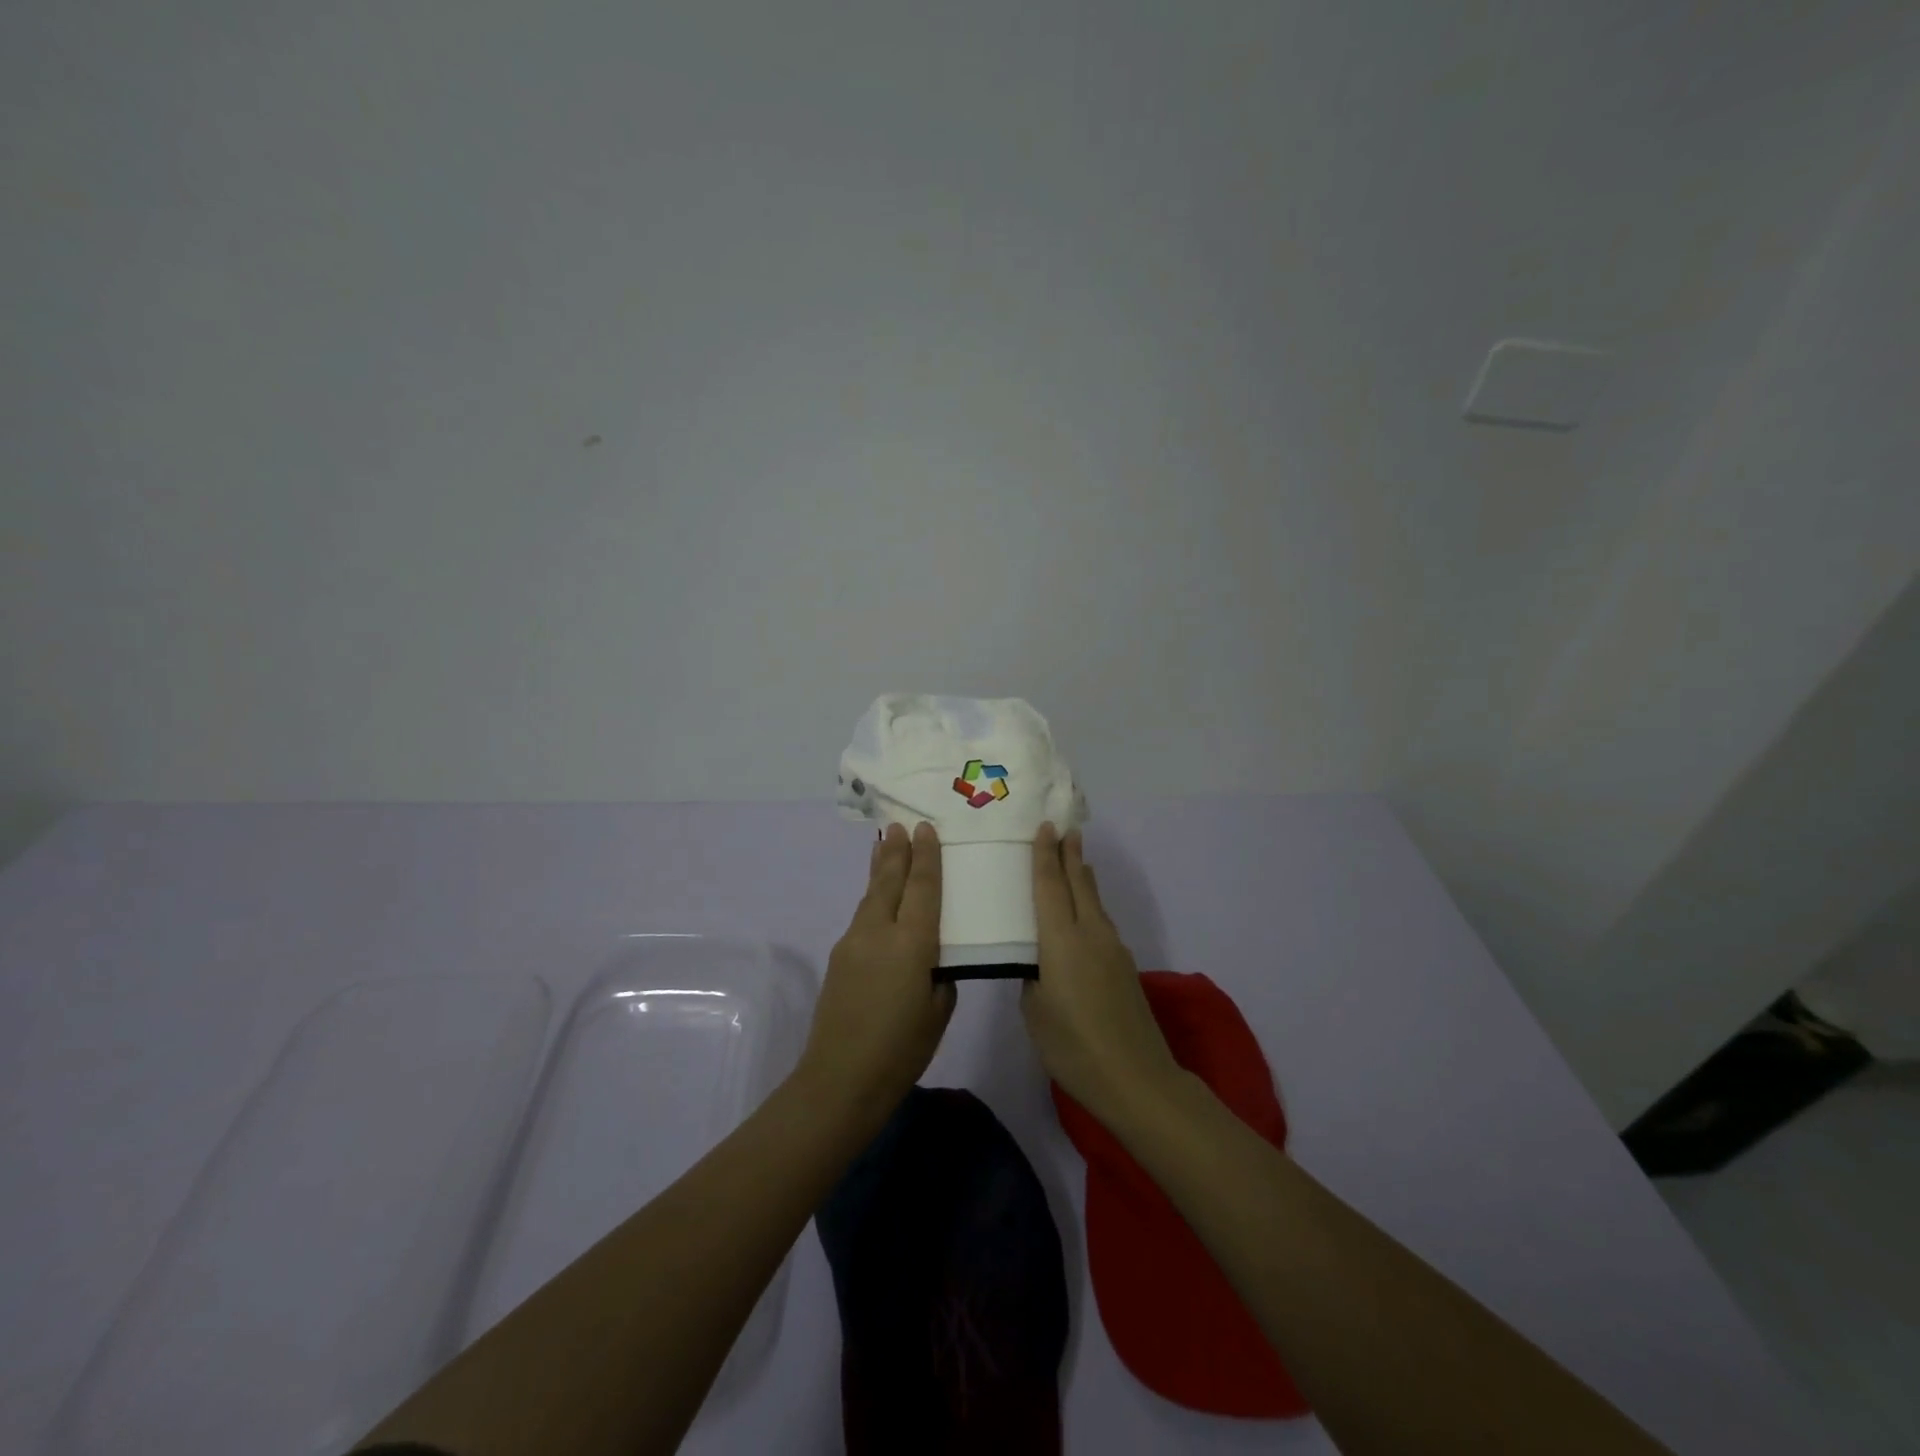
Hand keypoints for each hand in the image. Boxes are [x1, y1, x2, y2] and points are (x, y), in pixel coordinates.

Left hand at [796, 822, 954, 1123]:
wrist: (839, 1079)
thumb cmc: (901, 1050)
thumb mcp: (939, 1011)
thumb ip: (940, 974)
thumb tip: (933, 956)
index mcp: (912, 944)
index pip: (922, 888)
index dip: (926, 857)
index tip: (924, 828)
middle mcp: (879, 932)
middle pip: (889, 880)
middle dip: (896, 851)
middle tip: (900, 824)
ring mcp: (853, 941)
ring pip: (871, 894)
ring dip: (880, 869)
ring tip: (885, 845)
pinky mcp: (839, 956)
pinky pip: (862, 914)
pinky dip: (872, 895)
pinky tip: (876, 895)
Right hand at [1022, 824, 1181, 1126]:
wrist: (1136, 1078)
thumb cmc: (1073, 1046)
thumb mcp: (1035, 1011)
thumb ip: (1032, 977)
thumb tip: (1038, 964)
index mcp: (1061, 940)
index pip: (1050, 886)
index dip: (1045, 855)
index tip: (1045, 827)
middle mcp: (1090, 934)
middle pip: (1079, 884)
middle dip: (1071, 855)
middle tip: (1064, 829)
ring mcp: (1112, 949)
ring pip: (1094, 901)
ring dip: (1083, 877)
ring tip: (1076, 860)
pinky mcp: (1124, 966)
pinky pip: (1102, 921)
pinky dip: (1091, 903)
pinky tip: (1085, 910)